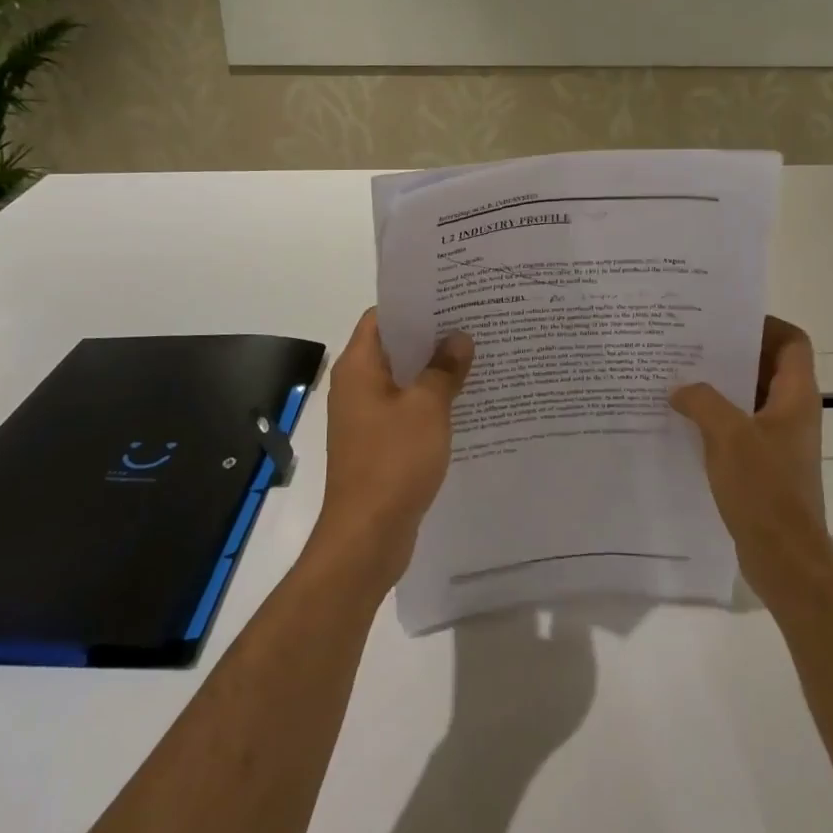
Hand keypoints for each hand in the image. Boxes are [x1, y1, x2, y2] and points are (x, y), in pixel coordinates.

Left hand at [316, 308, 473, 588]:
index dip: (414, 304)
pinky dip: (430, 402)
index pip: (382, 317)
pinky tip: (464, 402)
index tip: (451, 297)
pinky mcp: (378, 444)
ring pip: (403, 381)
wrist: (367, 536)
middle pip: (394, 348)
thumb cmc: (393, 461)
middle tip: (474, 323)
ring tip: (476, 357)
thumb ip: (444, 369)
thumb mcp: (427, 408)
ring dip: (434, 371)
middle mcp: (356, 386)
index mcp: (358, 367)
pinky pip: (406, 410)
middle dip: (431, 337)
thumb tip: (459, 338)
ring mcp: (366, 417)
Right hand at [671, 317, 831, 596]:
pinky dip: (715, 418)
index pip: (792, 341)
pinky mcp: (763, 464)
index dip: (764, 324)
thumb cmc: (764, 489)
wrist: (784, 559)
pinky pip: (738, 426)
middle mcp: (792, 412)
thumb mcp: (728, 435)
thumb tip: (681, 388)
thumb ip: (702, 401)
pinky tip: (681, 420)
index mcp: (796, 396)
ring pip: (748, 397)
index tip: (724, 320)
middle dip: (729, 353)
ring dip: (718, 387)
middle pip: (765, 365)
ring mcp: (778, 439)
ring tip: (677, 377)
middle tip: (688, 343)